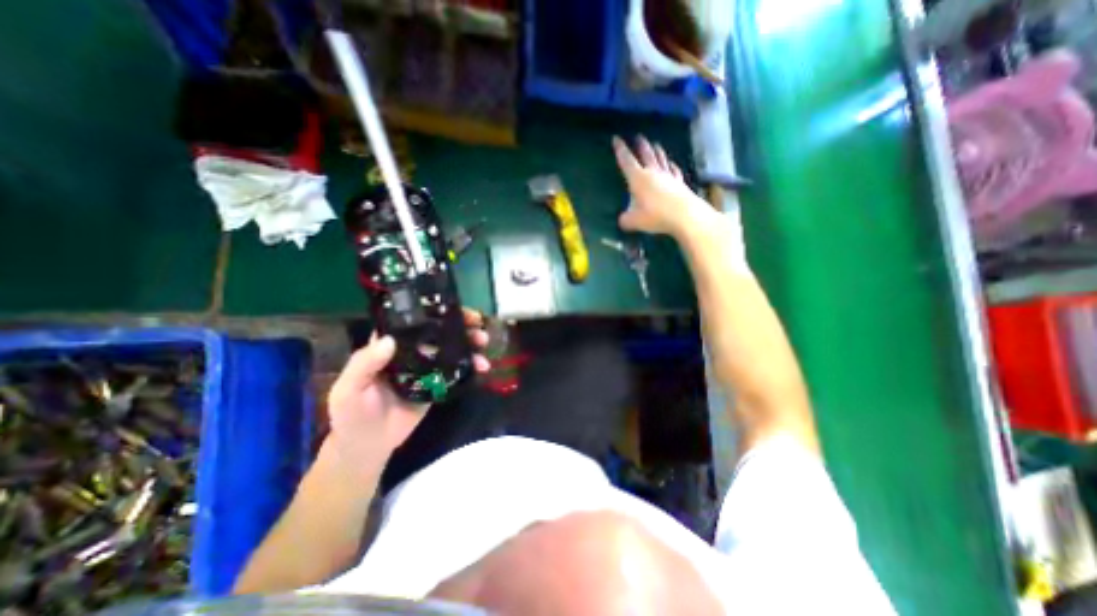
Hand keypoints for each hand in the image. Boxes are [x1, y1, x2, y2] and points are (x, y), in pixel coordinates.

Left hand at [323, 307, 491, 479]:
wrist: (366, 447)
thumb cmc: (351, 414)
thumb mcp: (348, 388)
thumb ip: (364, 365)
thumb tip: (389, 340)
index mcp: (389, 345)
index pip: (413, 320)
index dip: (434, 310)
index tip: (455, 307)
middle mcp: (411, 351)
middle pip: (439, 331)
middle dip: (461, 325)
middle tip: (478, 325)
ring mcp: (426, 367)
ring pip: (451, 349)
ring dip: (470, 344)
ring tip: (484, 345)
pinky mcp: (437, 384)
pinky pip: (456, 371)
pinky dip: (471, 367)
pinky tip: (482, 367)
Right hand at [608, 135, 712, 238]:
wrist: (685, 216)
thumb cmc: (655, 216)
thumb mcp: (634, 221)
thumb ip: (625, 220)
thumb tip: (621, 220)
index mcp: (638, 178)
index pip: (627, 160)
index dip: (620, 149)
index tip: (616, 138)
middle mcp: (653, 172)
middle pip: (646, 154)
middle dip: (641, 145)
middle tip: (638, 136)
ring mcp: (668, 176)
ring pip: (661, 159)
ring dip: (657, 151)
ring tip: (655, 144)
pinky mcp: (680, 183)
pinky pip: (674, 170)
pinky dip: (672, 165)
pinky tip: (672, 164)